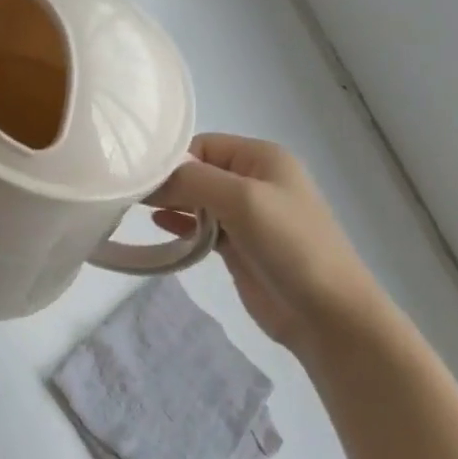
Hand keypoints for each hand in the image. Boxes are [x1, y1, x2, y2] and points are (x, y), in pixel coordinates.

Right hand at [151, 134, 388, 357]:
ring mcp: (247, 216)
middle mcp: (254, 180)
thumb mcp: (242, 199)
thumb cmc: (290, 244)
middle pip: (198, 171)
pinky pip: (202, 227)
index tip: (140, 177)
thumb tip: (151, 179)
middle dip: (168, 181)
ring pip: (197, 200)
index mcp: (262, 157)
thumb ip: (193, 180)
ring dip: (171, 204)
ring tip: (134, 209)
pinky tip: (157, 227)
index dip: (173, 159)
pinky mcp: (239, 246)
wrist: (328, 314)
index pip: (203, 144)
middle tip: (129, 194)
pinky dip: (180, 225)